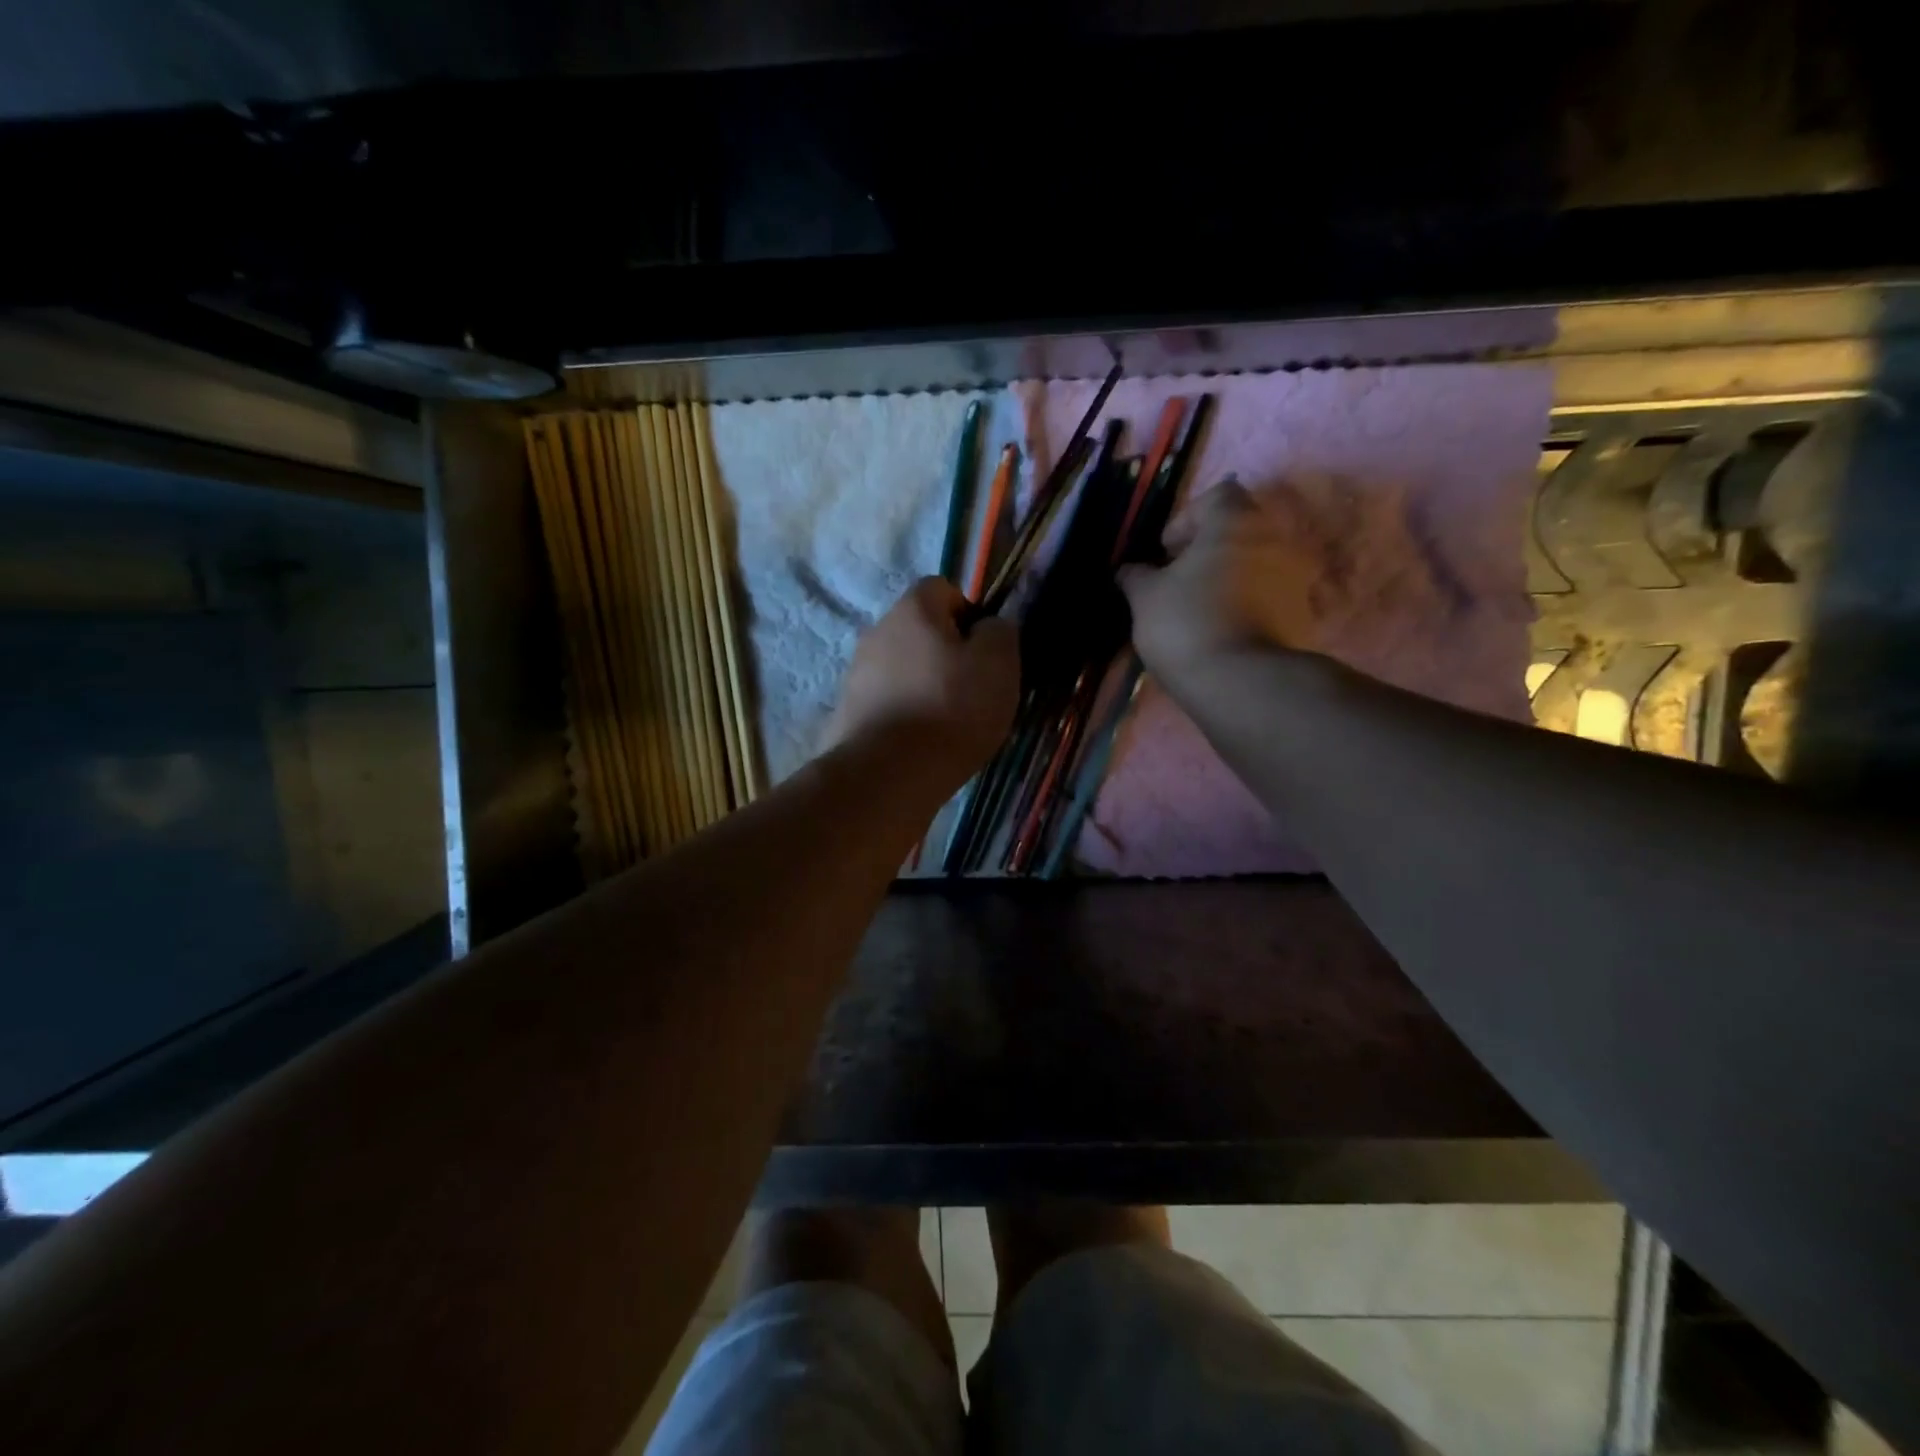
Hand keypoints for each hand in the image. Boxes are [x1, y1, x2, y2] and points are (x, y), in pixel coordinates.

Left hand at [823, 578, 1019, 776]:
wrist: (888, 773)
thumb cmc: (951, 709)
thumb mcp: (998, 664)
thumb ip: (999, 633)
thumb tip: (988, 627)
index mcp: (912, 609)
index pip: (942, 588)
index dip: (968, 613)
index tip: (983, 651)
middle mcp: (876, 631)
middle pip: (918, 630)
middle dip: (944, 653)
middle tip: (970, 689)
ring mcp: (855, 673)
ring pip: (900, 667)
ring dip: (922, 685)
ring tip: (945, 723)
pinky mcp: (846, 711)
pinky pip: (884, 702)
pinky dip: (902, 714)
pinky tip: (919, 743)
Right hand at [1118, 480, 1316, 685]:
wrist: (1241, 681)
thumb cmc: (1186, 623)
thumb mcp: (1145, 598)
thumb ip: (1136, 576)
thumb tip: (1129, 570)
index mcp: (1236, 522)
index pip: (1218, 496)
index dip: (1188, 519)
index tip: (1167, 552)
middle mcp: (1276, 538)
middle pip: (1242, 529)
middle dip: (1211, 549)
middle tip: (1182, 579)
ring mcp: (1297, 577)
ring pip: (1258, 564)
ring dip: (1232, 577)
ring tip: (1203, 609)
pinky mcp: (1305, 614)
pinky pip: (1272, 597)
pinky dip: (1251, 605)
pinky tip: (1225, 630)